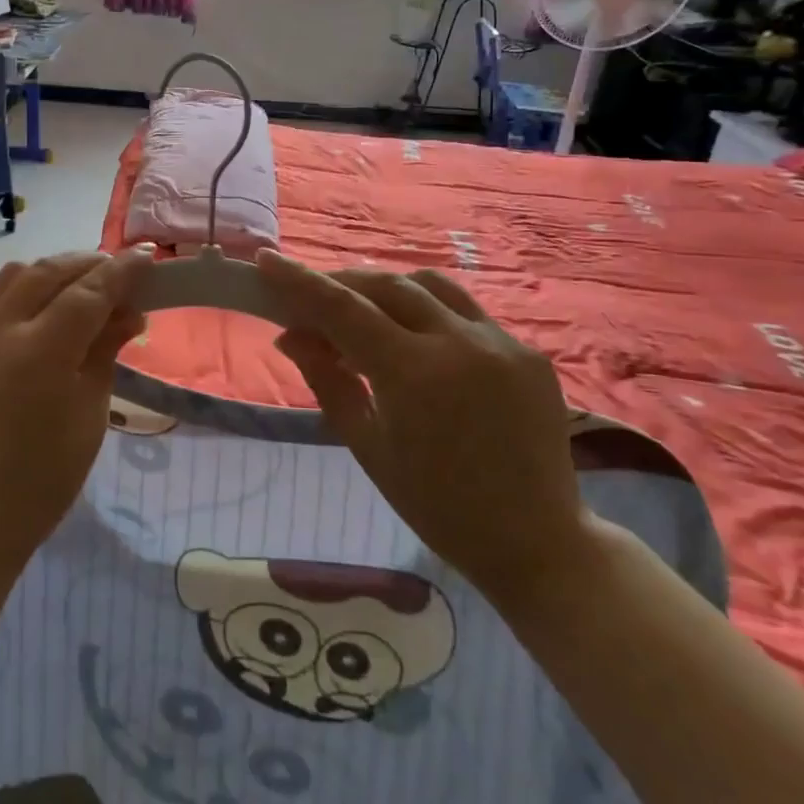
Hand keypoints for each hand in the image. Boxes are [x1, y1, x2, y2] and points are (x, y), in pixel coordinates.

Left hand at [0, 249, 152, 588]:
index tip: (147, 257)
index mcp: (41, 352)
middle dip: (90, 264)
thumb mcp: (89, 415)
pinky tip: (30, 304)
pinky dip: (13, 289)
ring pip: (13, 275)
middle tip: (120, 272)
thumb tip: (130, 313)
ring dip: (51, 271)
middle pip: (50, 272)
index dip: (122, 272)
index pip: (89, 292)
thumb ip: (105, 352)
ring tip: (79, 284)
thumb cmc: (43, 481)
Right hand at [257, 249, 586, 603]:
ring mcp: (502, 342)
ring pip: (430, 286)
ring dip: (387, 288)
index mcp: (415, 374)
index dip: (301, 282)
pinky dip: (428, 312)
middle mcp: (461, 343)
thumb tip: (290, 336)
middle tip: (310, 296)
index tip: (266, 260)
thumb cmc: (437, 506)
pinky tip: (415, 338)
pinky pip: (467, 312)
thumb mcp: (368, 446)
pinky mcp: (528, 351)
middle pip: (387, 285)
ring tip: (361, 309)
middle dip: (342, 282)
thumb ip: (328, 381)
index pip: (344, 309)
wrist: (538, 543)